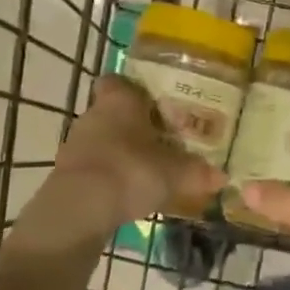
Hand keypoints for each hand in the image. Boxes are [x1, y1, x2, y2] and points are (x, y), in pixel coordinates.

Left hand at [52, 75, 225, 223]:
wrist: (80, 209)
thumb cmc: (131, 171)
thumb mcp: (175, 173)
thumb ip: (197, 171)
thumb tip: (221, 175)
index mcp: (119, 100)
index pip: (118, 81)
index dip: (134, 90)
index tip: (154, 104)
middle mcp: (93, 114)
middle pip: (114, 112)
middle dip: (135, 125)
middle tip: (161, 140)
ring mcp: (75, 144)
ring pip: (103, 140)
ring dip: (121, 152)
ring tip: (147, 170)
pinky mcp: (67, 173)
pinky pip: (94, 166)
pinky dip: (108, 176)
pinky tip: (127, 193)